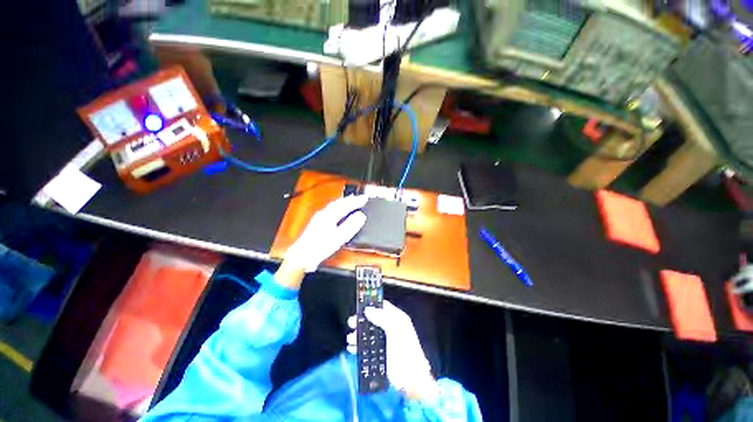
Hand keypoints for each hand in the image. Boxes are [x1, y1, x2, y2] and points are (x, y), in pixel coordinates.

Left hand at [284, 195, 367, 272]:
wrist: (302, 256)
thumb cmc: (320, 247)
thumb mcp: (338, 237)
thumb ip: (350, 226)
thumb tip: (361, 216)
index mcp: (329, 216)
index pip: (345, 204)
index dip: (356, 201)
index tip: (365, 198)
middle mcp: (323, 214)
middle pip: (338, 203)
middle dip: (350, 200)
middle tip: (360, 198)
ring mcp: (319, 218)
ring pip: (333, 206)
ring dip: (344, 202)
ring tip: (352, 201)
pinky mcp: (317, 223)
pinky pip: (330, 210)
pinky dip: (338, 208)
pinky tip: (339, 211)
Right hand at [347, 301, 438, 400]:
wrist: (411, 379)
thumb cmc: (405, 350)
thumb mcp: (395, 330)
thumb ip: (382, 318)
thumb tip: (368, 309)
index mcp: (397, 319)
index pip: (383, 306)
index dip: (372, 305)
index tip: (360, 306)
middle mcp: (390, 328)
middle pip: (373, 319)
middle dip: (361, 321)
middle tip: (351, 323)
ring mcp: (385, 342)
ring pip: (369, 334)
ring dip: (358, 335)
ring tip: (350, 338)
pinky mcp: (380, 355)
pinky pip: (367, 348)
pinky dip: (359, 347)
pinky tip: (352, 348)